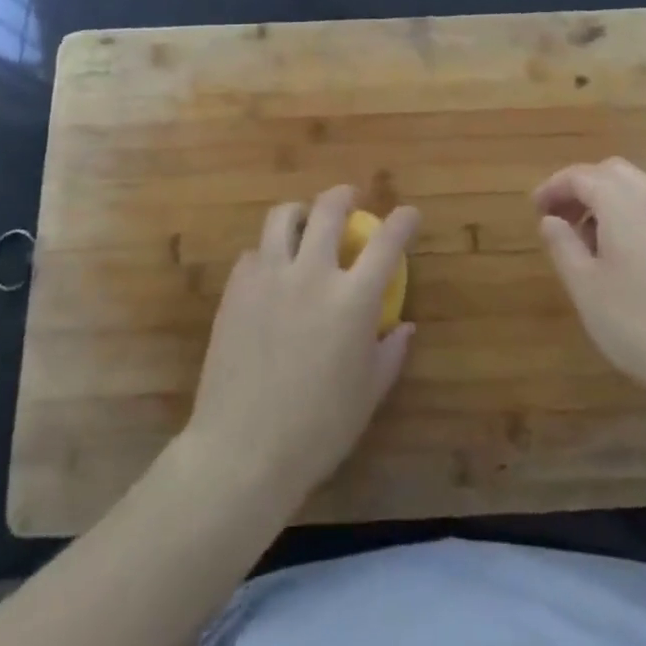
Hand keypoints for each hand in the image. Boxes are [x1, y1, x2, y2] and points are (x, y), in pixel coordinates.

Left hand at [183, 186, 416, 514]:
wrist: (242, 449)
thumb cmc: (318, 429)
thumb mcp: (368, 394)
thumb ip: (390, 352)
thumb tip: (405, 325)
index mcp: (353, 299)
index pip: (386, 242)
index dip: (403, 221)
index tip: (409, 215)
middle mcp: (312, 274)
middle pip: (329, 209)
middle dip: (344, 196)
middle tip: (349, 198)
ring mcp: (269, 277)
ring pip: (283, 217)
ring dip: (301, 212)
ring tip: (305, 221)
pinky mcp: (237, 289)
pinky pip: (254, 253)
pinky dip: (269, 252)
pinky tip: (271, 271)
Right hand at [534, 157, 645, 409]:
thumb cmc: (640, 321)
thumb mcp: (586, 287)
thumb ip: (563, 246)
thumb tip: (550, 220)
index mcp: (622, 201)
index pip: (580, 175)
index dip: (553, 188)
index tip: (535, 209)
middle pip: (611, 172)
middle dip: (581, 187)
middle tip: (559, 218)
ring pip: (636, 189)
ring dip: (606, 201)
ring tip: (587, 240)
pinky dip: (629, 215)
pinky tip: (622, 255)